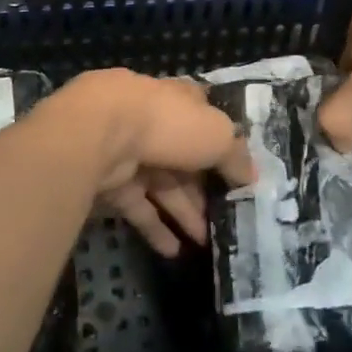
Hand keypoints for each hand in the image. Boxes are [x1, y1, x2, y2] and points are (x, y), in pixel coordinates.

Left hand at [42, 69, 254, 257]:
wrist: (100, 134)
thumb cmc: (167, 123)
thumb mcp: (217, 134)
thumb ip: (235, 155)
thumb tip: (251, 176)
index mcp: (178, 100)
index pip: (203, 118)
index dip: (221, 143)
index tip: (237, 172)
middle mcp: (152, 122)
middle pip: (183, 158)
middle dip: (203, 189)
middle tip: (225, 219)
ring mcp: (128, 151)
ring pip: (161, 185)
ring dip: (183, 213)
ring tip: (205, 243)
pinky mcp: (109, 181)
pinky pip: (137, 206)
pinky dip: (155, 228)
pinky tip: (173, 252)